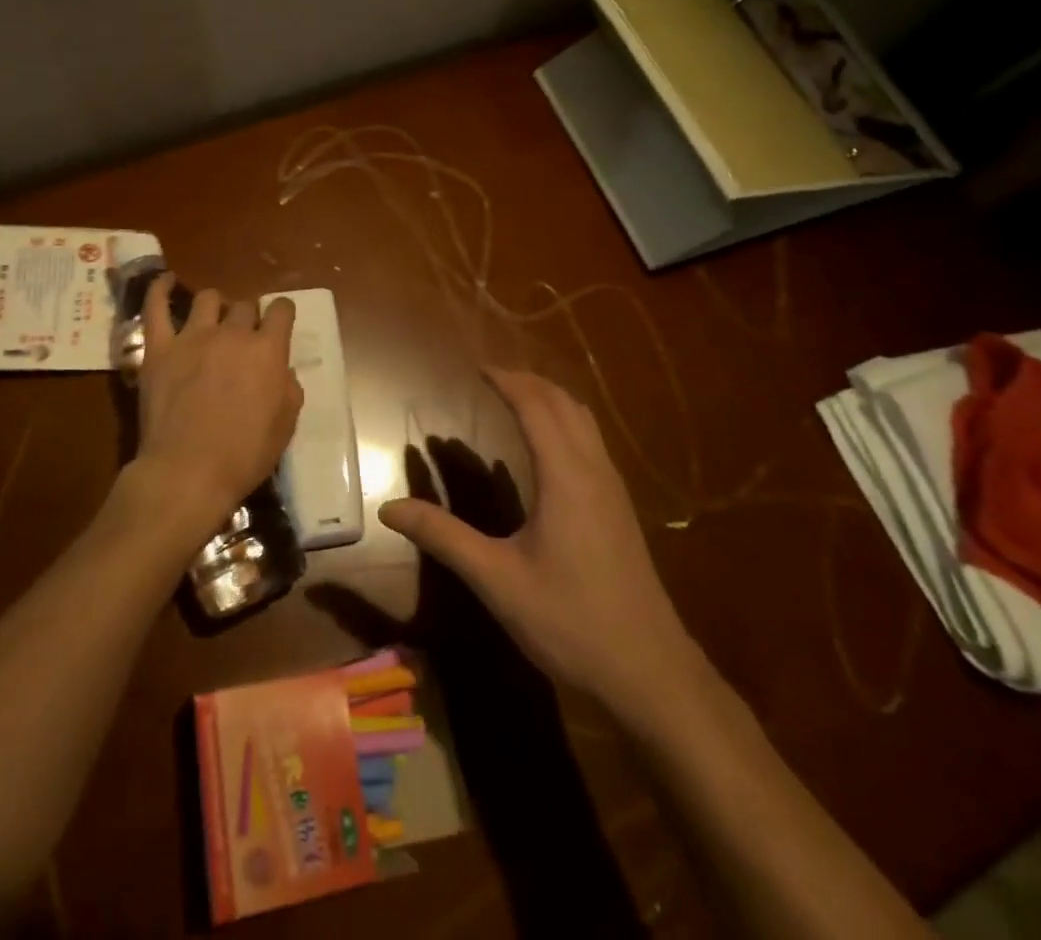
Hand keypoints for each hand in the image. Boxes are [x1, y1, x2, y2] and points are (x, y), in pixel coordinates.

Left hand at [128, 274, 302, 543]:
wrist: (188, 471)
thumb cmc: (244, 455)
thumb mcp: (286, 425)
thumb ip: (288, 387)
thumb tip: (281, 370)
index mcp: (267, 350)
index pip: (281, 311)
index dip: (282, 313)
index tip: (279, 322)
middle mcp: (232, 334)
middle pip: (244, 306)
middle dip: (248, 318)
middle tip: (242, 339)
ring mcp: (192, 337)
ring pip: (207, 299)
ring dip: (216, 306)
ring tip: (212, 319)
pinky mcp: (159, 348)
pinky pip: (156, 308)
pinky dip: (159, 289)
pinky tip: (165, 280)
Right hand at [378, 368, 703, 715]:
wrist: (651, 672)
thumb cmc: (570, 621)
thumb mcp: (497, 580)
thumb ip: (444, 537)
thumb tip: (389, 508)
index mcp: (565, 476)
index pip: (535, 406)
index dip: (506, 381)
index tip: (475, 368)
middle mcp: (594, 470)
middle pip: (563, 403)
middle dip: (527, 381)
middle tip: (490, 378)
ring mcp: (613, 489)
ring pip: (583, 420)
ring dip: (549, 399)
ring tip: (515, 399)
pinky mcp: (619, 509)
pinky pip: (591, 442)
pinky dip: (564, 422)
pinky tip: (544, 450)